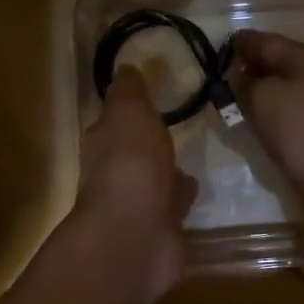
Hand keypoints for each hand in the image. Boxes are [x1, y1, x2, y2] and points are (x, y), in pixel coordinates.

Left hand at [72, 67, 198, 303]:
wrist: (136, 234)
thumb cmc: (130, 165)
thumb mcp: (128, 113)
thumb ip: (129, 92)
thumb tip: (125, 68)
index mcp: (103, 143)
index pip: (113, 120)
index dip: (129, 108)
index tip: (151, 94)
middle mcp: (115, 173)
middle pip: (134, 151)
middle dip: (150, 141)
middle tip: (179, 124)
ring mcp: (138, 204)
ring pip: (156, 178)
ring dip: (169, 169)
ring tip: (194, 154)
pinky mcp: (161, 228)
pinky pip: (174, 205)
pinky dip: (183, 196)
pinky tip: (200, 185)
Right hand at [228, 30, 303, 231]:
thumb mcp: (265, 98)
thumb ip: (243, 83)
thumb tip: (234, 77)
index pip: (264, 41)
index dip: (238, 44)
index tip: (210, 53)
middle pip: (272, 66)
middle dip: (244, 70)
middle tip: (212, 79)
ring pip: (277, 93)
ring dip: (254, 96)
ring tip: (224, 102)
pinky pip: (283, 118)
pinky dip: (265, 118)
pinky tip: (249, 126)